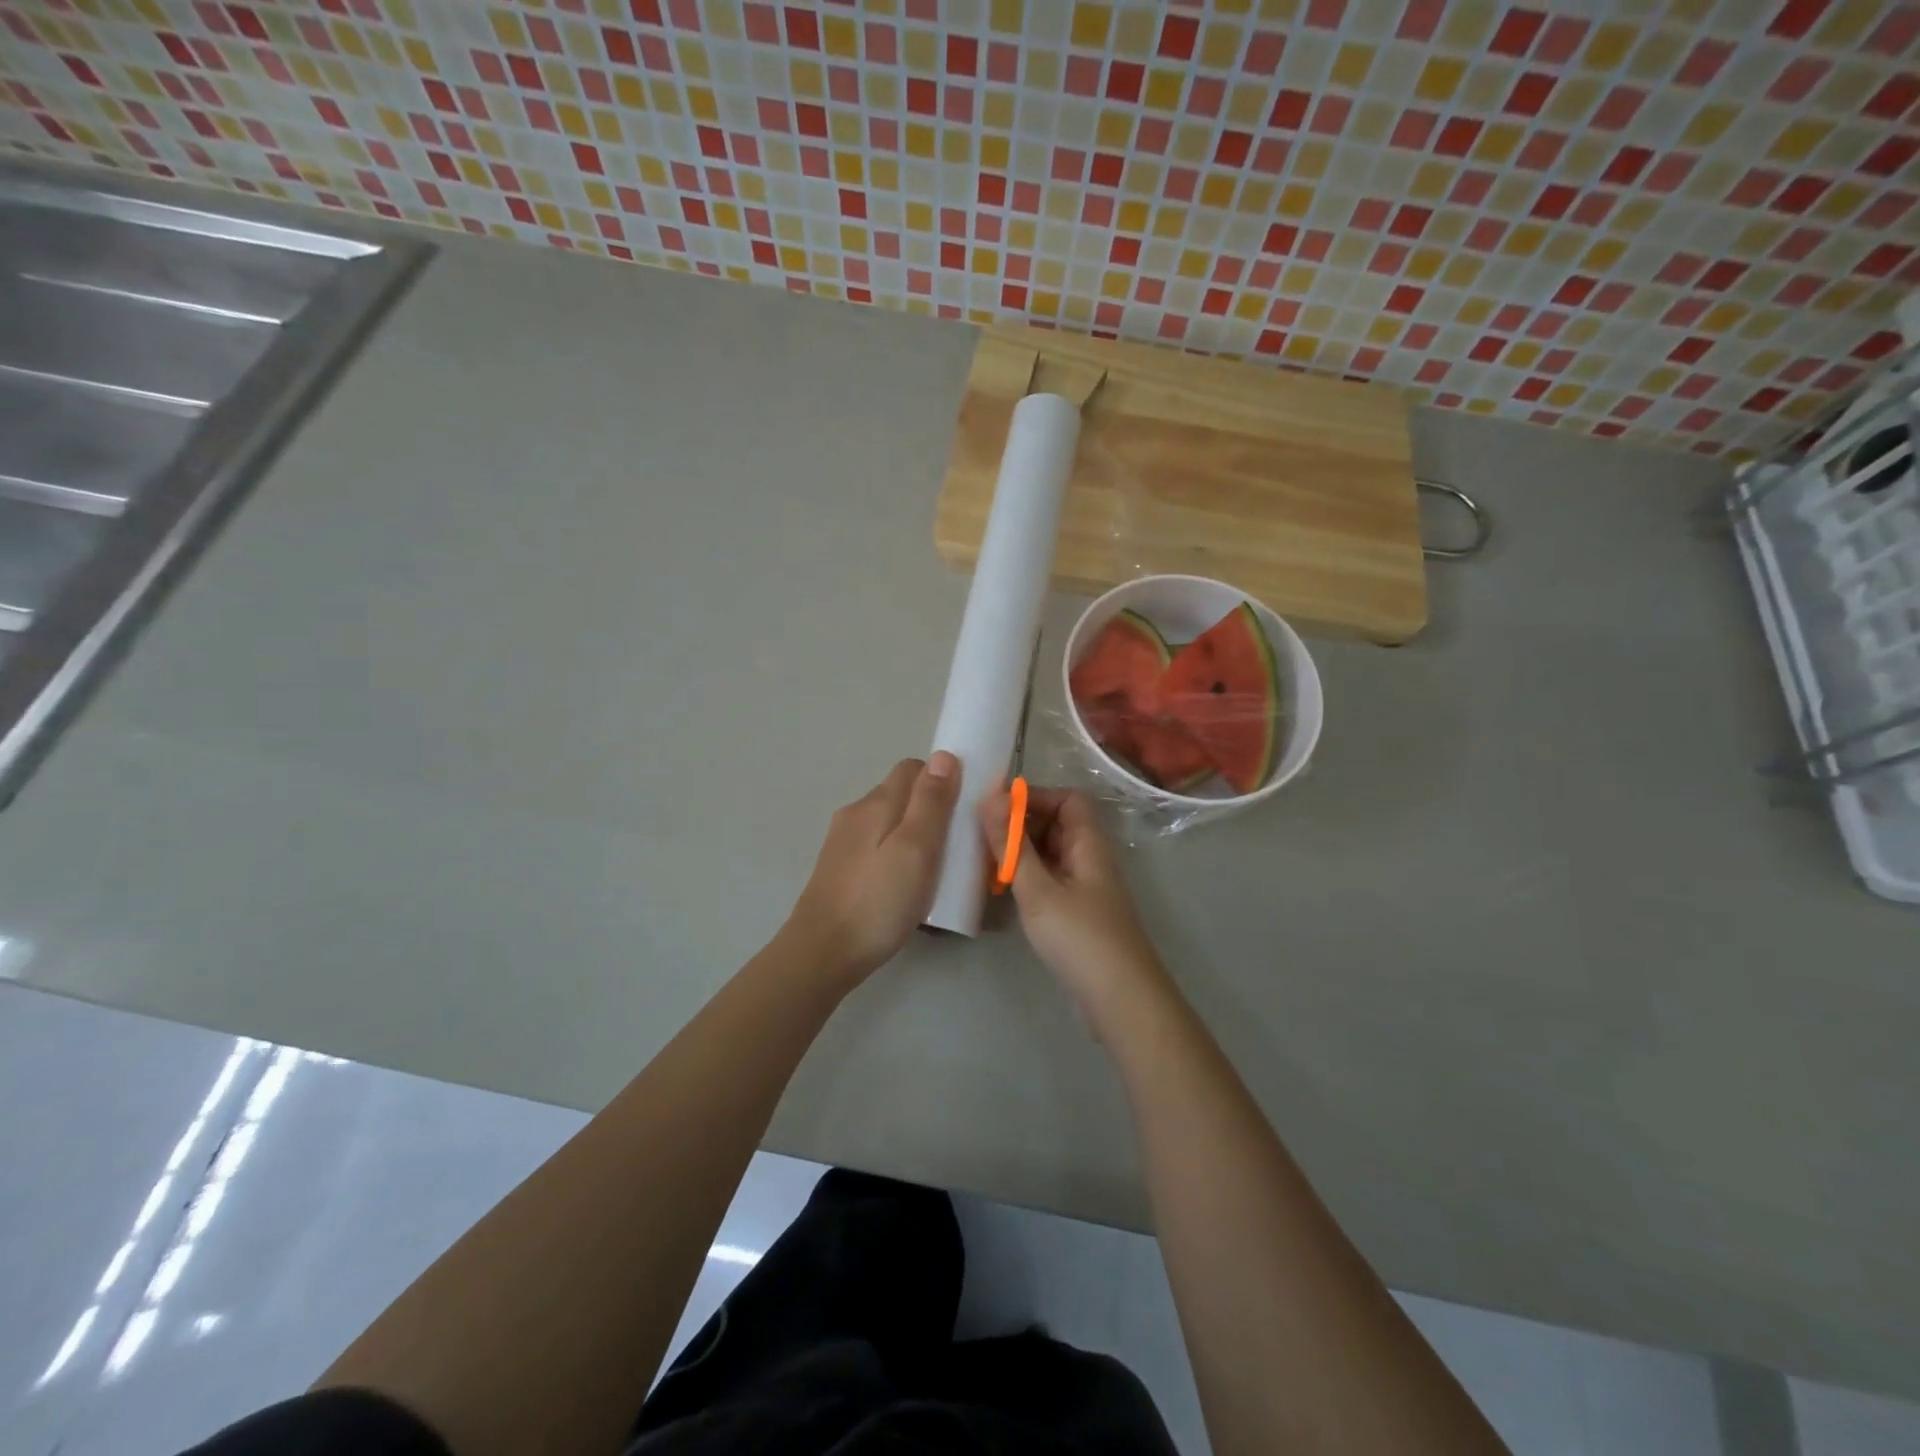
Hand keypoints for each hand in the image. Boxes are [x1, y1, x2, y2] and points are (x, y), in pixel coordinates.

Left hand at [788, 753, 960, 982]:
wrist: (823, 952)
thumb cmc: (879, 900)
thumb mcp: (916, 849)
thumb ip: (931, 802)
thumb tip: (943, 755)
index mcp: (876, 802)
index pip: (914, 768)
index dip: (942, 780)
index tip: (965, 808)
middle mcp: (856, 813)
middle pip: (901, 794)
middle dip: (931, 809)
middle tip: (956, 844)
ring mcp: (843, 841)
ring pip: (889, 822)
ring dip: (914, 834)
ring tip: (935, 868)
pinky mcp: (839, 867)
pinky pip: (877, 845)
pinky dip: (897, 854)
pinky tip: (905, 884)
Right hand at [977, 786, 1163, 1014]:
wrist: (1120, 1000)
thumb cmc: (1080, 937)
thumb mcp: (1038, 889)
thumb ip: (1011, 845)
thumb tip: (990, 796)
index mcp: (1088, 844)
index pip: (1067, 799)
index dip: (1034, 797)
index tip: (996, 807)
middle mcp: (1089, 859)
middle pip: (1057, 825)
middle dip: (1020, 825)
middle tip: (981, 835)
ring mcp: (1085, 887)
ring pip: (1050, 854)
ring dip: (1020, 853)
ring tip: (984, 861)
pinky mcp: (1077, 913)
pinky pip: (1049, 880)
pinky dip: (1027, 878)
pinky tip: (1002, 890)